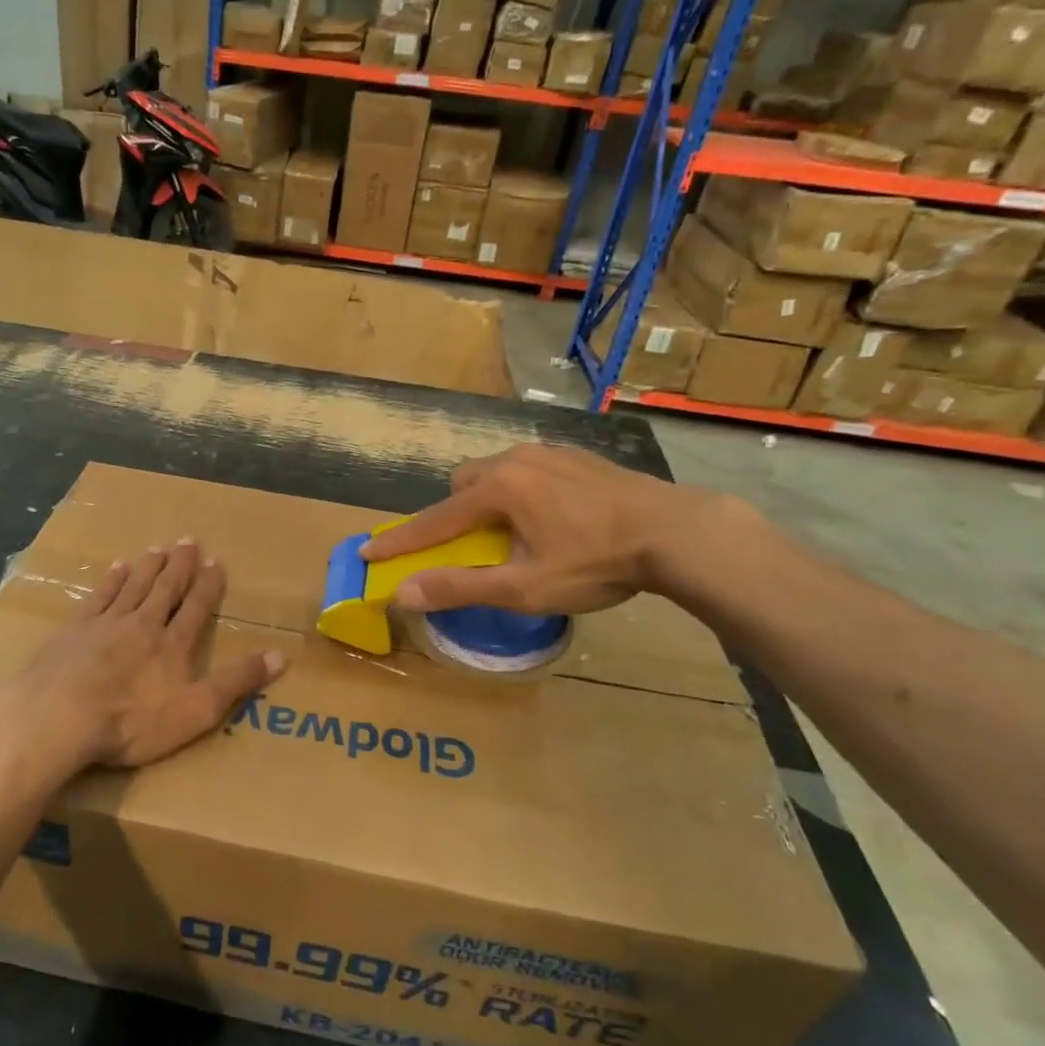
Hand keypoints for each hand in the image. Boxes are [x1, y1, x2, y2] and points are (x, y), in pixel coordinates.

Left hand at [0, 541, 284, 770]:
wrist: (61, 716)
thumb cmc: (132, 720)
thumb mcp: (196, 710)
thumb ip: (237, 682)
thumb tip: (280, 656)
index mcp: (173, 644)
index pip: (196, 607)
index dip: (208, 585)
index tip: (216, 562)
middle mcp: (143, 624)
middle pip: (165, 588)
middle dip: (179, 565)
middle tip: (188, 541)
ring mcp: (106, 623)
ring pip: (133, 586)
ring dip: (148, 566)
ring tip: (158, 548)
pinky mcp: (75, 630)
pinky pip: (99, 596)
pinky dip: (111, 580)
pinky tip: (116, 567)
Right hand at [358, 444, 700, 616]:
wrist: (676, 532)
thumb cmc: (595, 563)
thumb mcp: (524, 587)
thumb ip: (460, 587)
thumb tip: (403, 593)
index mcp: (497, 489)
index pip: (434, 520)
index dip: (400, 541)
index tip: (367, 551)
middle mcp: (516, 460)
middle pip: (463, 484)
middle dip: (456, 513)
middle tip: (475, 546)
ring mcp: (550, 452)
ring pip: (497, 472)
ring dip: (490, 500)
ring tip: (517, 533)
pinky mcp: (578, 456)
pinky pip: (530, 469)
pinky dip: (523, 491)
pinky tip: (555, 517)